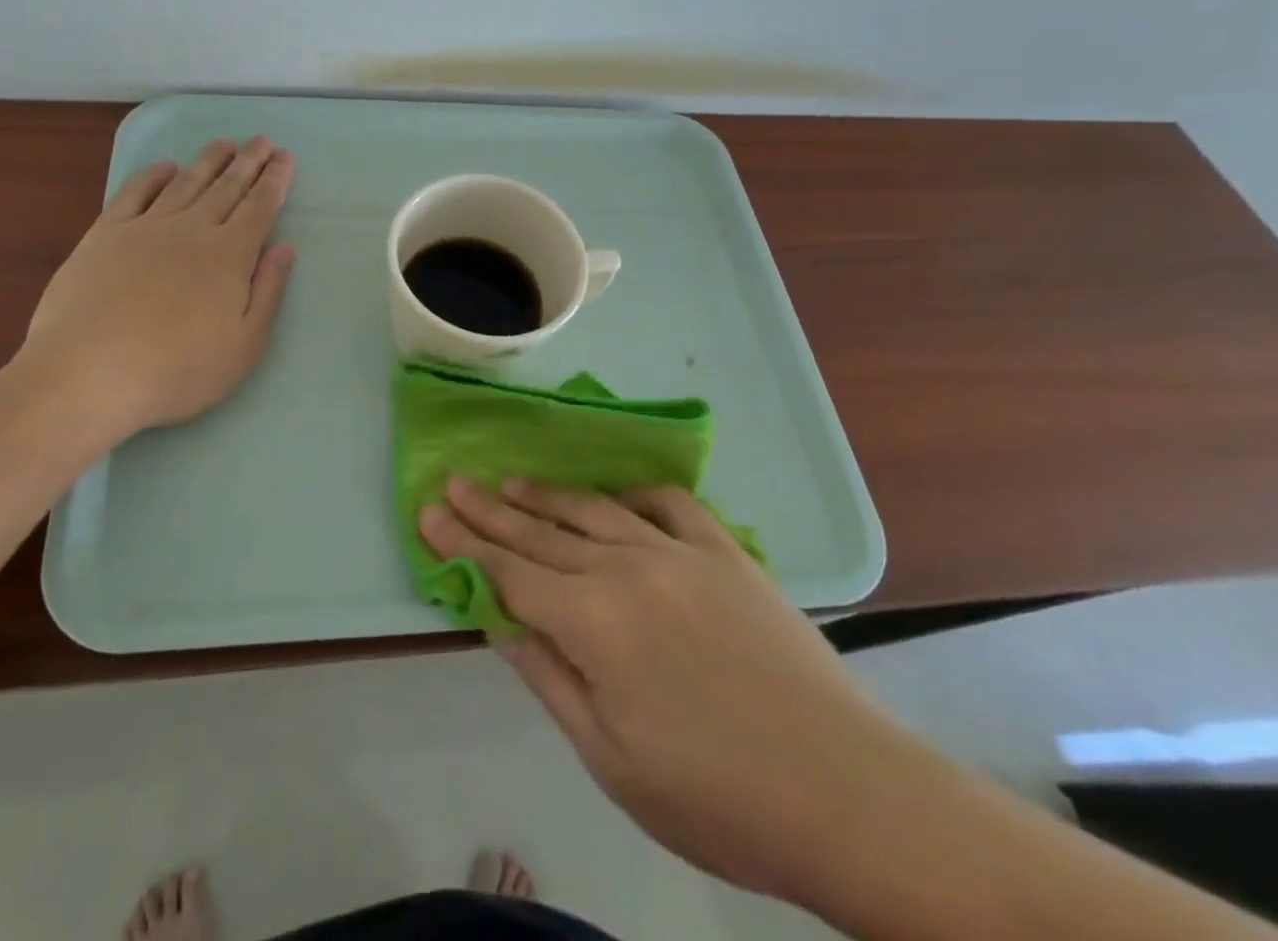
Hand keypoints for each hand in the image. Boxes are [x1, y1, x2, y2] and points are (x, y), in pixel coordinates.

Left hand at [9, 136, 296, 442]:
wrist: (88, 375)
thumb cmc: (177, 370)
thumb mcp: (245, 346)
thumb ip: (268, 292)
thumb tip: (286, 248)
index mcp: (229, 256)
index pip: (260, 209)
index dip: (275, 182)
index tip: (285, 158)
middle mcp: (192, 231)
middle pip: (227, 188)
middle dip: (248, 162)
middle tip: (262, 140)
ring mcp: (146, 228)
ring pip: (185, 184)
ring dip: (208, 161)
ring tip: (224, 143)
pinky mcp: (105, 235)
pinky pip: (134, 193)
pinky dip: (152, 175)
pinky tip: (164, 166)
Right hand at [420, 478, 935, 906]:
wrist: (849, 794)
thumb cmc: (717, 797)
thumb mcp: (610, 757)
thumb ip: (548, 675)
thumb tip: (497, 619)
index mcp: (593, 620)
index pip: (508, 571)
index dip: (464, 543)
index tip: (428, 511)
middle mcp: (627, 567)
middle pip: (542, 533)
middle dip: (491, 509)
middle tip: (454, 482)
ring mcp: (680, 552)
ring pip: (594, 510)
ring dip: (547, 495)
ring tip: (511, 481)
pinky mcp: (726, 552)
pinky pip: (668, 504)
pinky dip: (633, 494)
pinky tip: (615, 496)